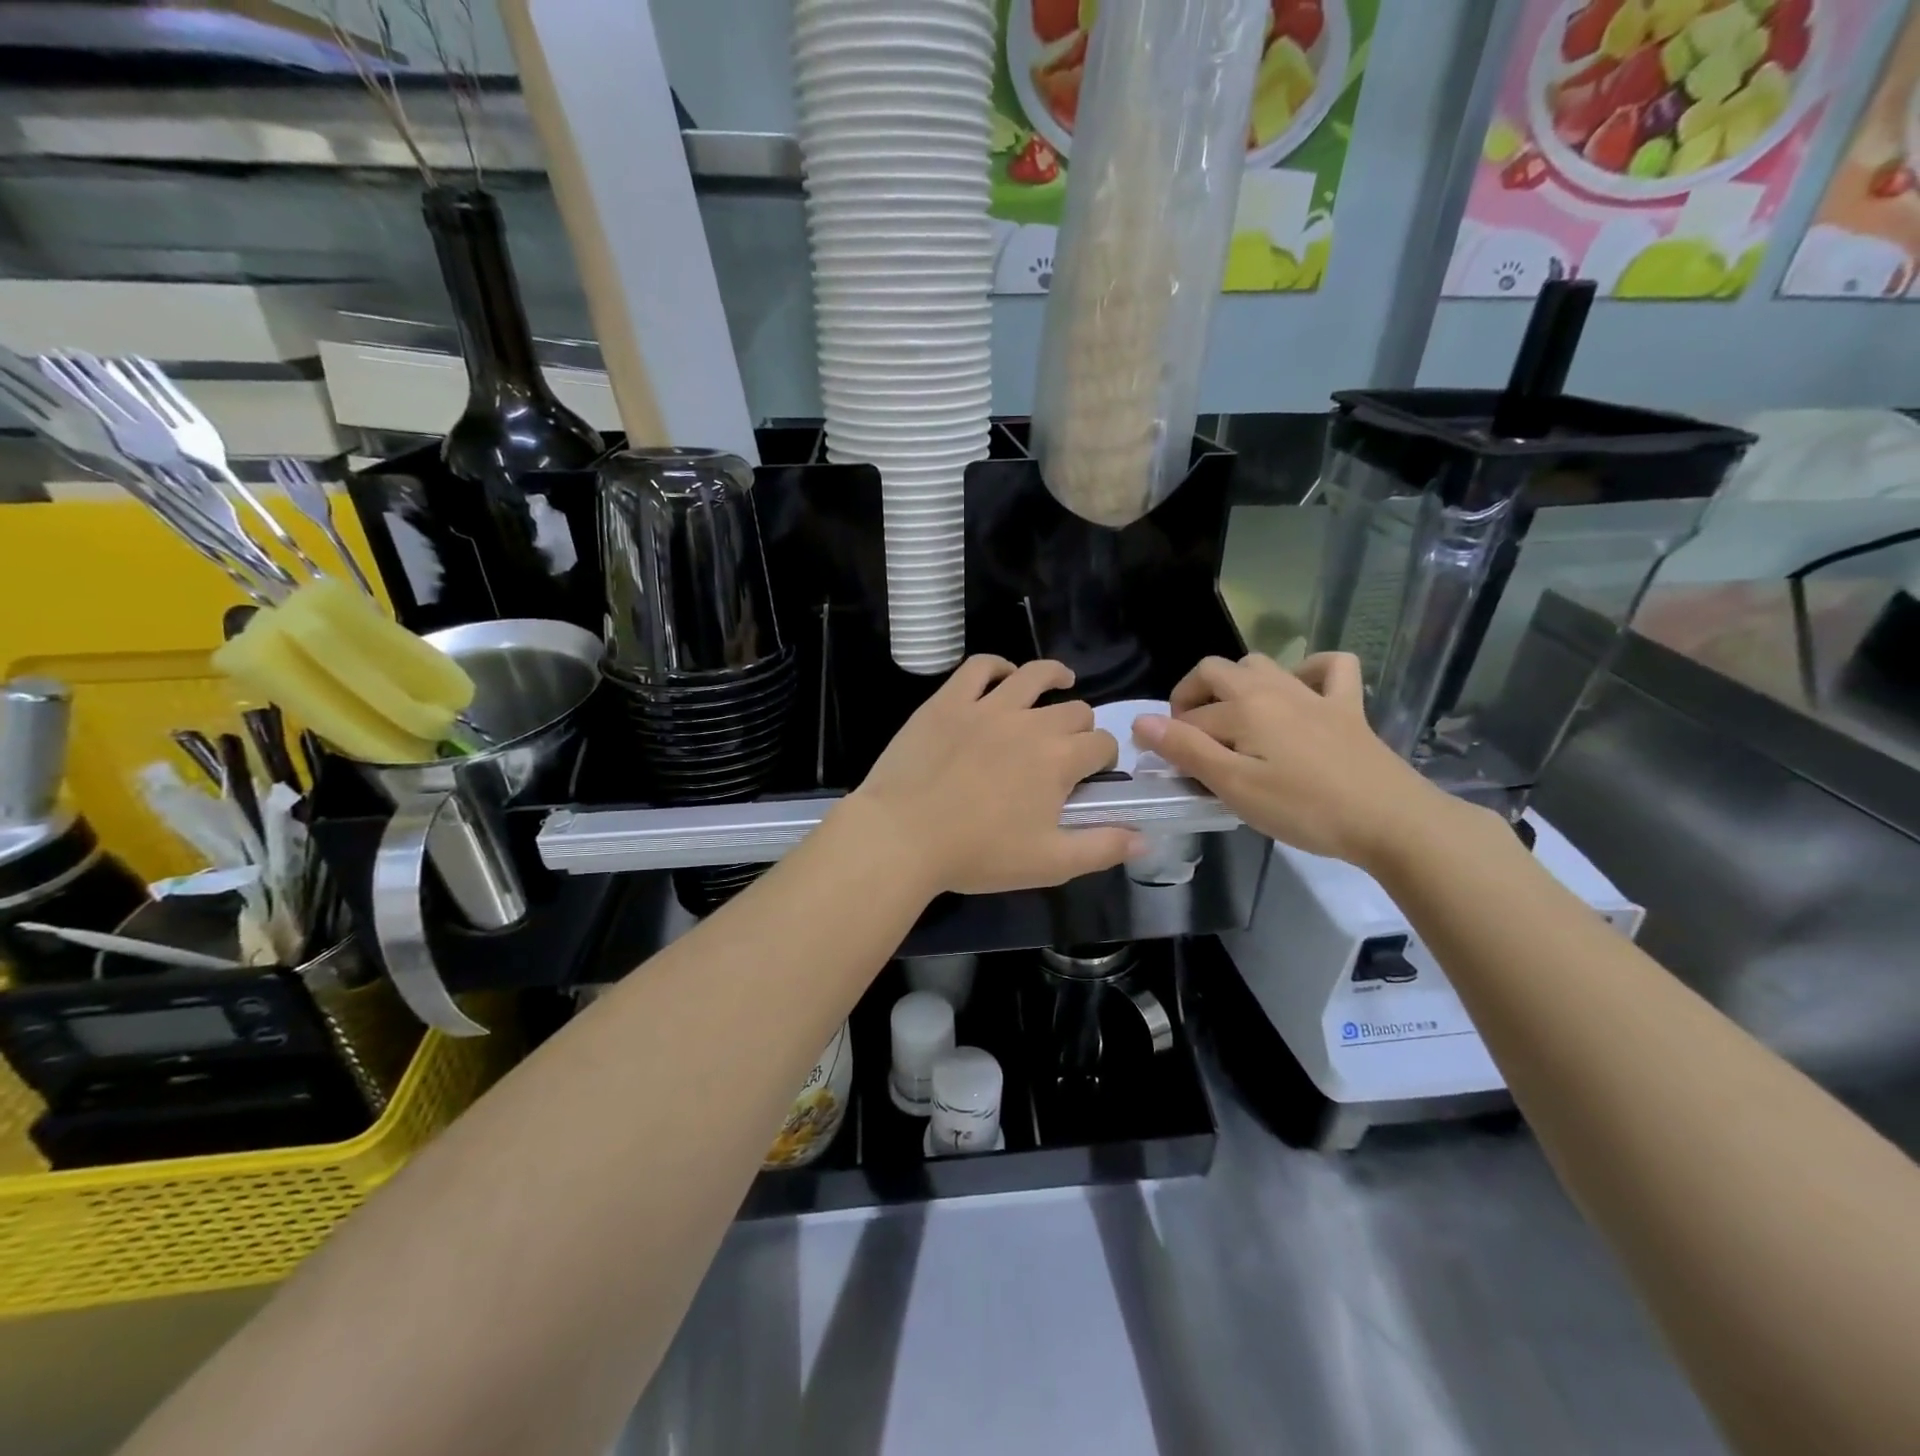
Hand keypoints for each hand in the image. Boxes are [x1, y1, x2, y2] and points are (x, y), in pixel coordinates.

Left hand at [846, 656, 1140, 895]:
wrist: (903, 835)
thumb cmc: (978, 854)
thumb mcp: (1050, 863)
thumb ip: (1102, 848)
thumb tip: (1145, 836)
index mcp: (1059, 760)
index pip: (1101, 744)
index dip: (1104, 758)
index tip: (1092, 775)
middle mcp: (1031, 723)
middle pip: (1074, 710)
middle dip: (1081, 727)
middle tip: (1066, 749)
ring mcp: (988, 706)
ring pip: (1034, 675)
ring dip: (1055, 677)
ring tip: (1061, 680)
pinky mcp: (949, 701)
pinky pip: (980, 667)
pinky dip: (998, 665)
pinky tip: (1004, 675)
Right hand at [1133, 652, 1453, 869]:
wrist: (1390, 821)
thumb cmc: (1304, 809)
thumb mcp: (1234, 786)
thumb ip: (1186, 750)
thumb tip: (1141, 720)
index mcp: (1243, 707)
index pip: (1188, 718)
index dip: (1168, 739)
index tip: (1165, 768)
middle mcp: (1273, 688)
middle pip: (1215, 672)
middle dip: (1190, 697)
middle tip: (1189, 738)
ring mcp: (1313, 693)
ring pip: (1261, 664)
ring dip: (1236, 683)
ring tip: (1232, 719)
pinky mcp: (1348, 707)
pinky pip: (1329, 668)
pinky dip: (1308, 670)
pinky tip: (1299, 691)